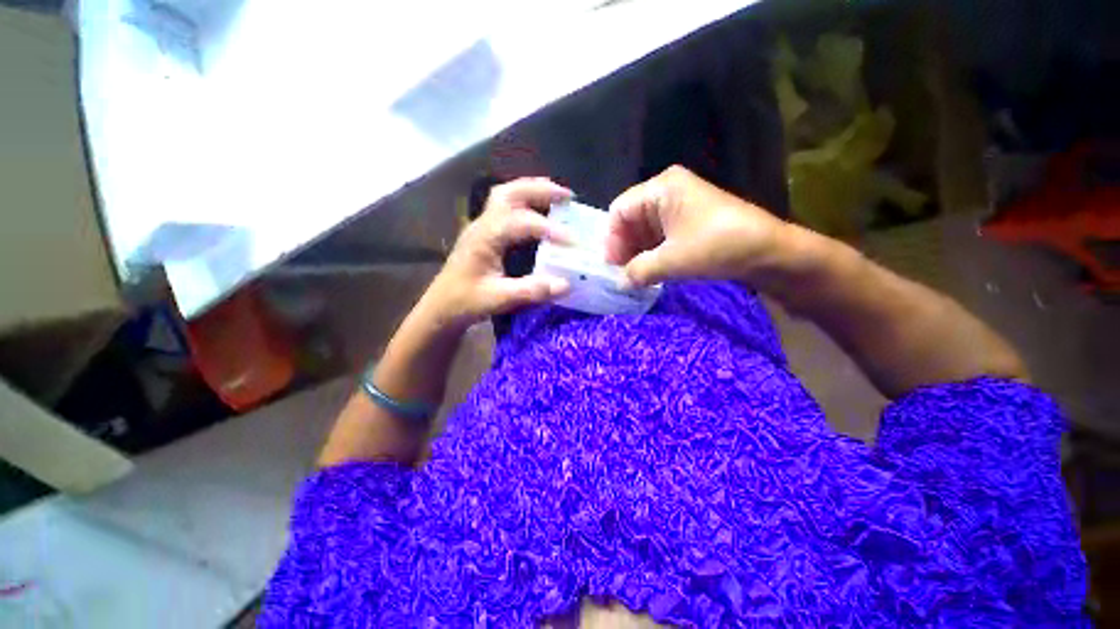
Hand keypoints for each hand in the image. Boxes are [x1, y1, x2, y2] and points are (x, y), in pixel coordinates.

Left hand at [422, 178, 572, 329]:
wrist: (441, 307)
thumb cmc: (465, 302)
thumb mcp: (499, 299)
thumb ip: (532, 291)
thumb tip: (566, 284)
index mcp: (485, 238)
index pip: (521, 222)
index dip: (549, 229)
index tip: (573, 241)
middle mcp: (482, 224)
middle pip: (511, 193)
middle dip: (541, 190)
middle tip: (568, 197)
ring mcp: (481, 226)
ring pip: (506, 195)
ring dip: (532, 191)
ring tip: (557, 196)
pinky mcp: (484, 233)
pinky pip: (505, 206)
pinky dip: (525, 201)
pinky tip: (539, 211)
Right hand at [605, 166, 789, 287]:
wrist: (769, 251)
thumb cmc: (716, 246)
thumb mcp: (671, 260)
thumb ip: (638, 271)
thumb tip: (619, 283)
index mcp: (661, 188)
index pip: (620, 211)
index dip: (612, 239)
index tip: (611, 266)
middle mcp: (667, 192)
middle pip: (631, 219)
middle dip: (624, 248)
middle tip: (621, 275)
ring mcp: (679, 206)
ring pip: (644, 230)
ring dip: (637, 253)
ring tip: (633, 277)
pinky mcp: (689, 222)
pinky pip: (660, 236)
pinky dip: (651, 254)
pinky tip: (649, 272)